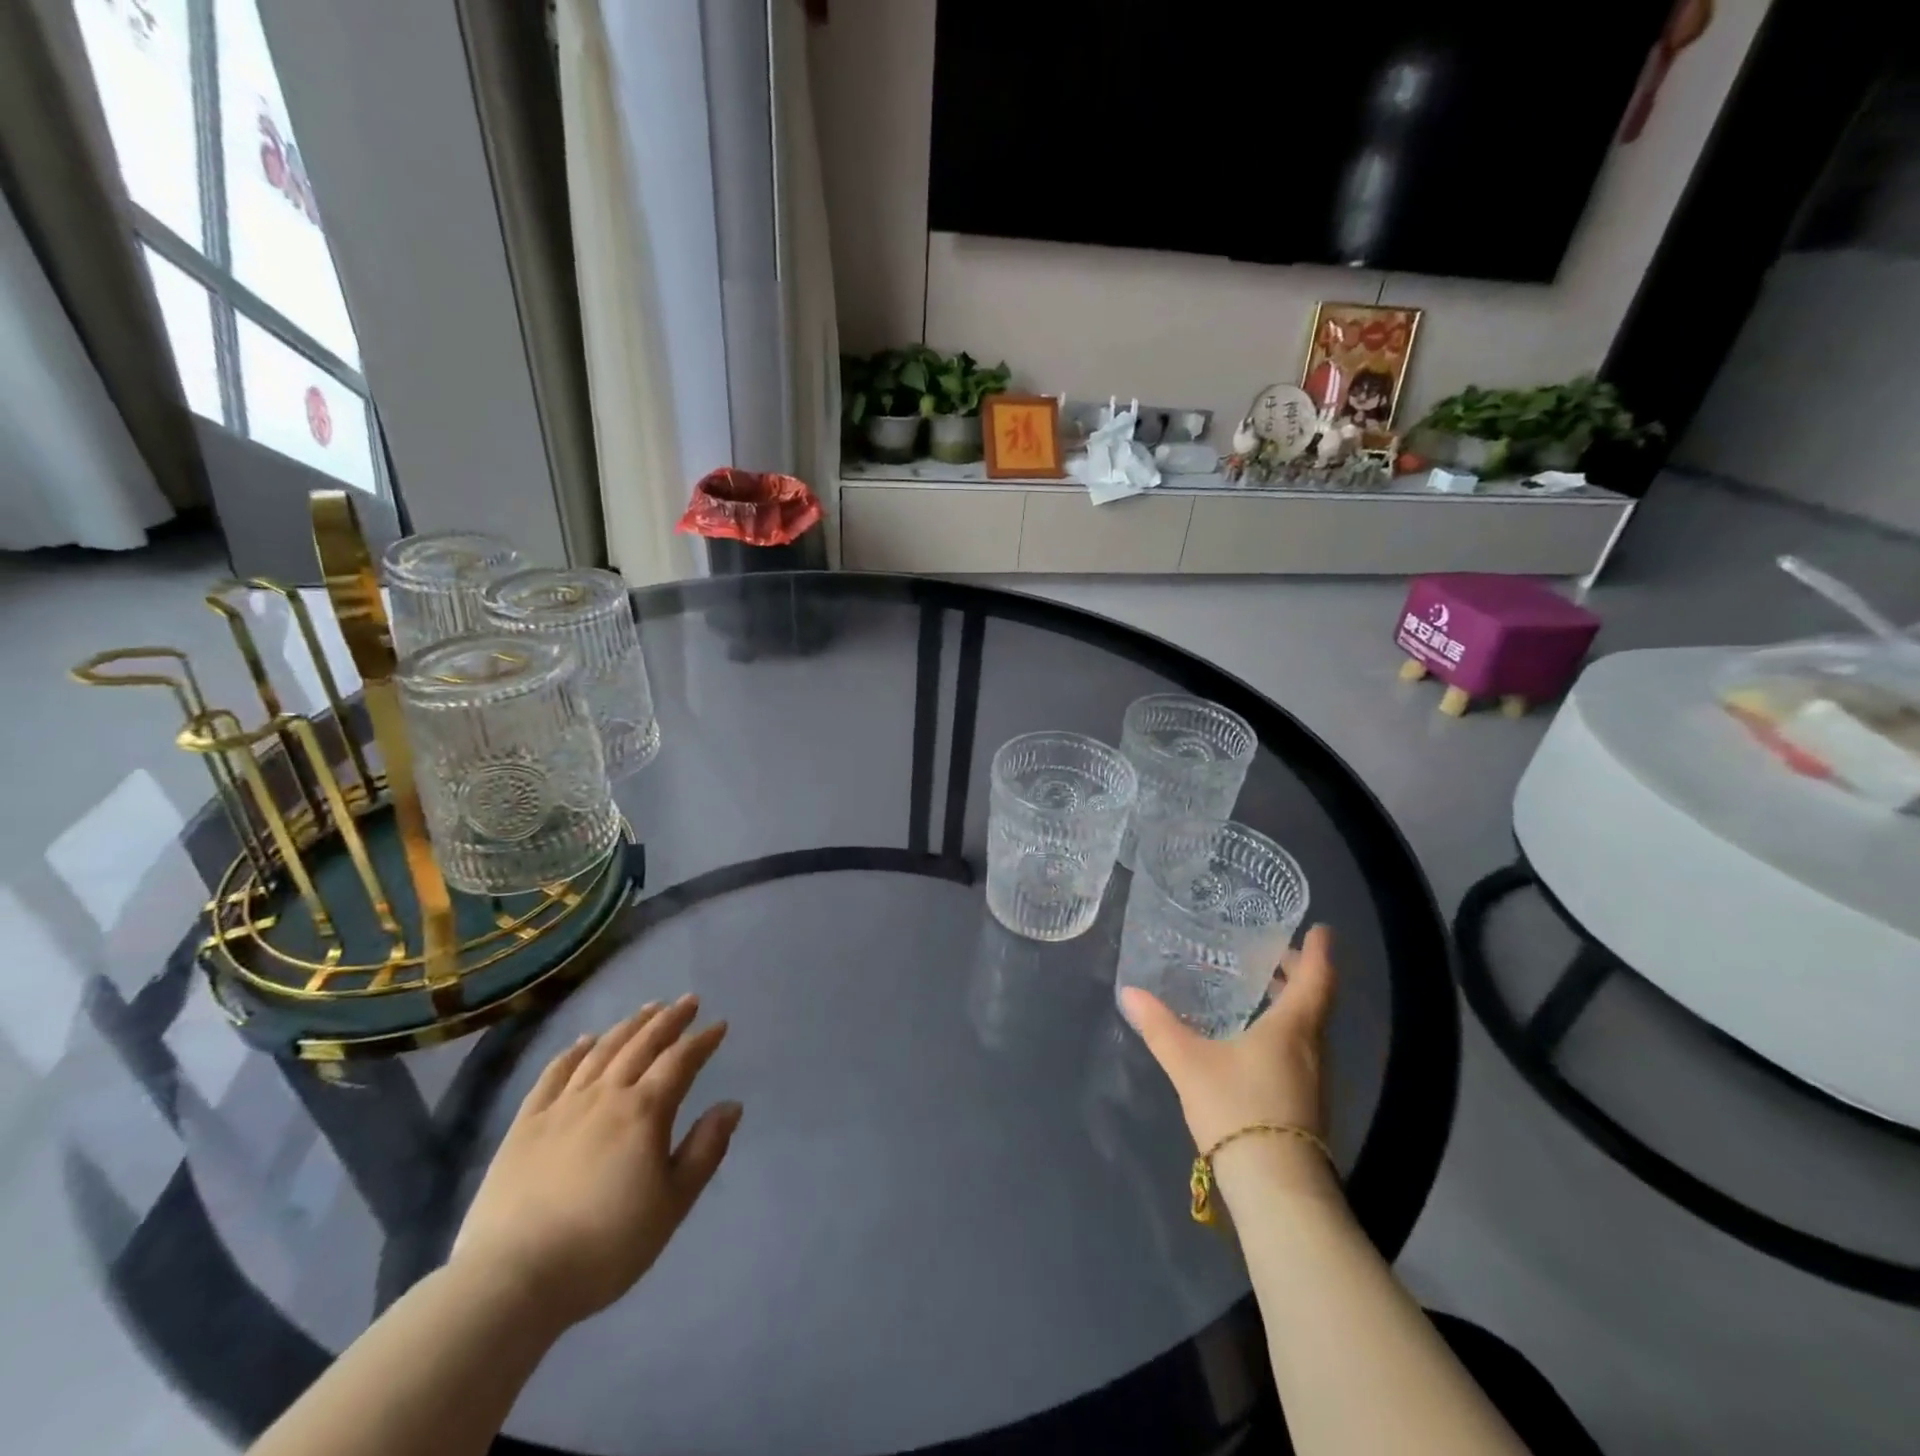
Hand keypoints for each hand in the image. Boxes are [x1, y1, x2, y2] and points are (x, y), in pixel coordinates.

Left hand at [449, 996, 741, 1329]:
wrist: (512, 1279)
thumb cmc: (606, 1245)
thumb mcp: (672, 1204)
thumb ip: (705, 1150)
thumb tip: (731, 1106)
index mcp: (645, 1111)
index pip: (680, 1061)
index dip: (702, 1041)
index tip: (719, 1025)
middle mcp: (606, 1095)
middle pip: (642, 1045)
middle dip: (669, 1020)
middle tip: (687, 1001)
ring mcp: (562, 1106)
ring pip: (602, 1051)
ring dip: (629, 1026)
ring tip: (647, 1009)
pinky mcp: (525, 1124)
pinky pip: (554, 1074)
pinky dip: (573, 1052)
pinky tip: (584, 1041)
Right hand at [1119, 924, 1338, 1197]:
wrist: (1276, 1190)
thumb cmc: (1239, 1109)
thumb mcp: (1189, 1063)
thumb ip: (1160, 1027)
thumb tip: (1129, 992)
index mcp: (1292, 1028)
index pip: (1315, 979)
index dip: (1317, 952)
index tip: (1320, 929)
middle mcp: (1311, 1049)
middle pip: (1314, 1001)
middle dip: (1297, 974)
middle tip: (1271, 954)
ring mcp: (1313, 1080)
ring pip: (1308, 1028)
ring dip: (1290, 1003)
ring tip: (1259, 989)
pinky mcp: (1306, 1105)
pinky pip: (1300, 1051)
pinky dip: (1284, 1030)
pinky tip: (1254, 1039)